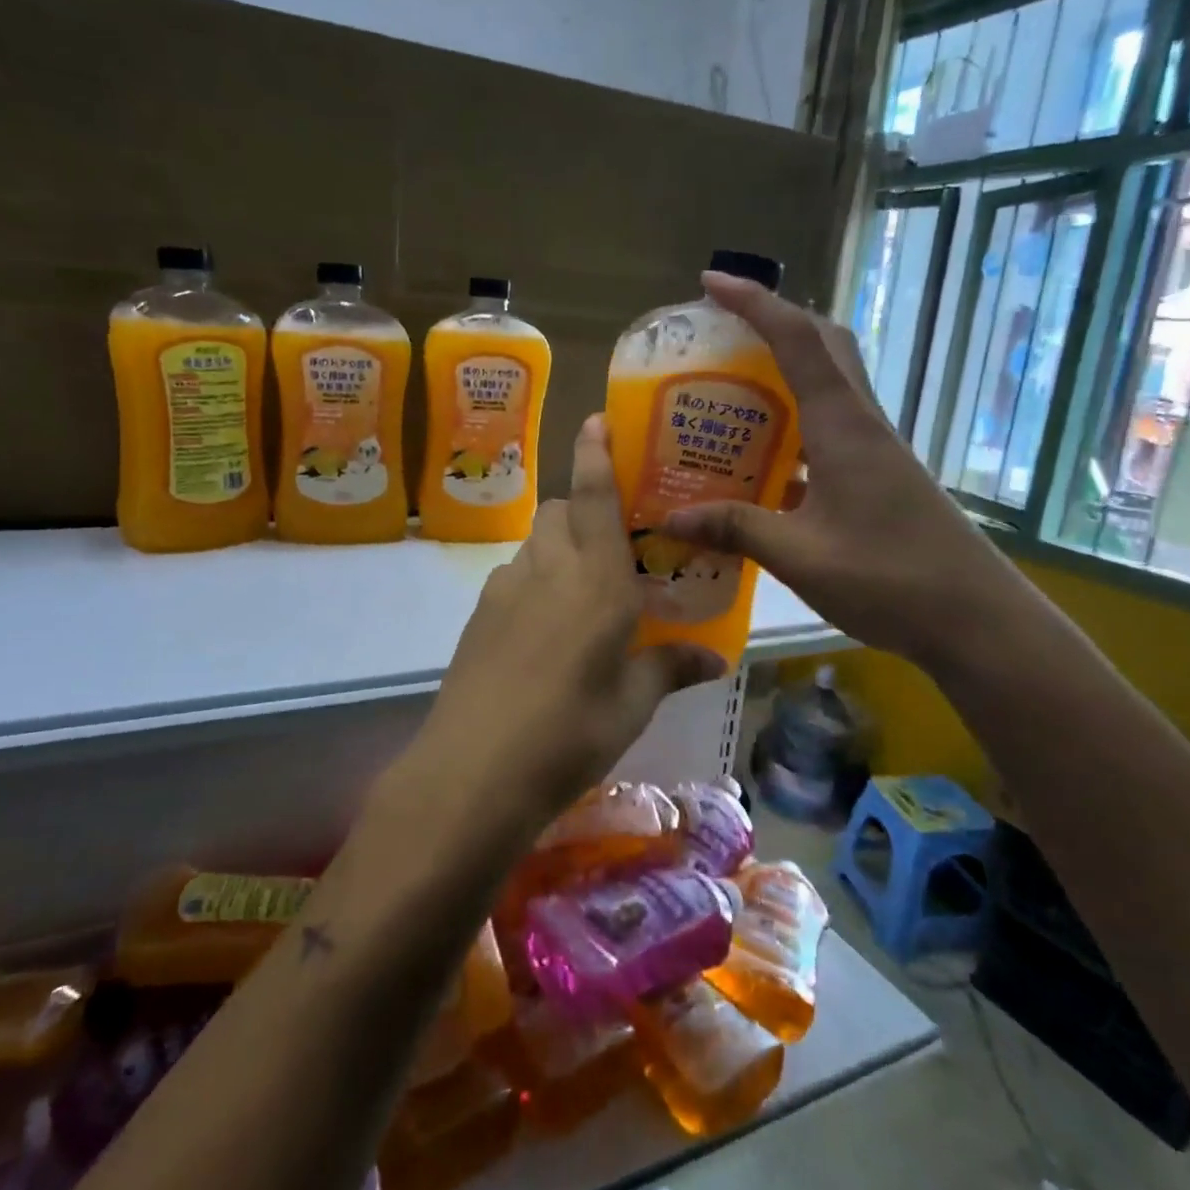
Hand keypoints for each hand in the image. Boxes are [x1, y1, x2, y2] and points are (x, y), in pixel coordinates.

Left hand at [393, 416, 723, 844]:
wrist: (474, 770)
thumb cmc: (570, 732)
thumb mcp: (632, 705)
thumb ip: (670, 669)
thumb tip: (715, 658)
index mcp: (596, 580)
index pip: (596, 497)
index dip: (596, 453)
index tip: (595, 419)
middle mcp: (548, 569)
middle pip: (561, 513)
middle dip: (585, 513)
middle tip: (613, 549)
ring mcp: (505, 590)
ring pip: (535, 545)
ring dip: (559, 551)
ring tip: (582, 597)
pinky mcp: (479, 616)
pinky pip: (513, 578)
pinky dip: (534, 584)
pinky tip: (545, 634)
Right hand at [663, 272, 1022, 665]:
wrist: (974, 618)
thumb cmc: (890, 578)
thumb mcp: (800, 556)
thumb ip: (736, 530)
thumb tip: (671, 519)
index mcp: (844, 427)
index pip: (798, 342)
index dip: (755, 304)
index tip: (712, 283)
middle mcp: (863, 424)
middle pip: (825, 346)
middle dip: (776, 323)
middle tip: (724, 331)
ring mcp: (875, 451)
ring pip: (832, 384)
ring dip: (788, 369)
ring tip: (734, 387)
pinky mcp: (879, 476)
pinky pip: (831, 428)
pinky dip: (796, 422)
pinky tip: (764, 458)